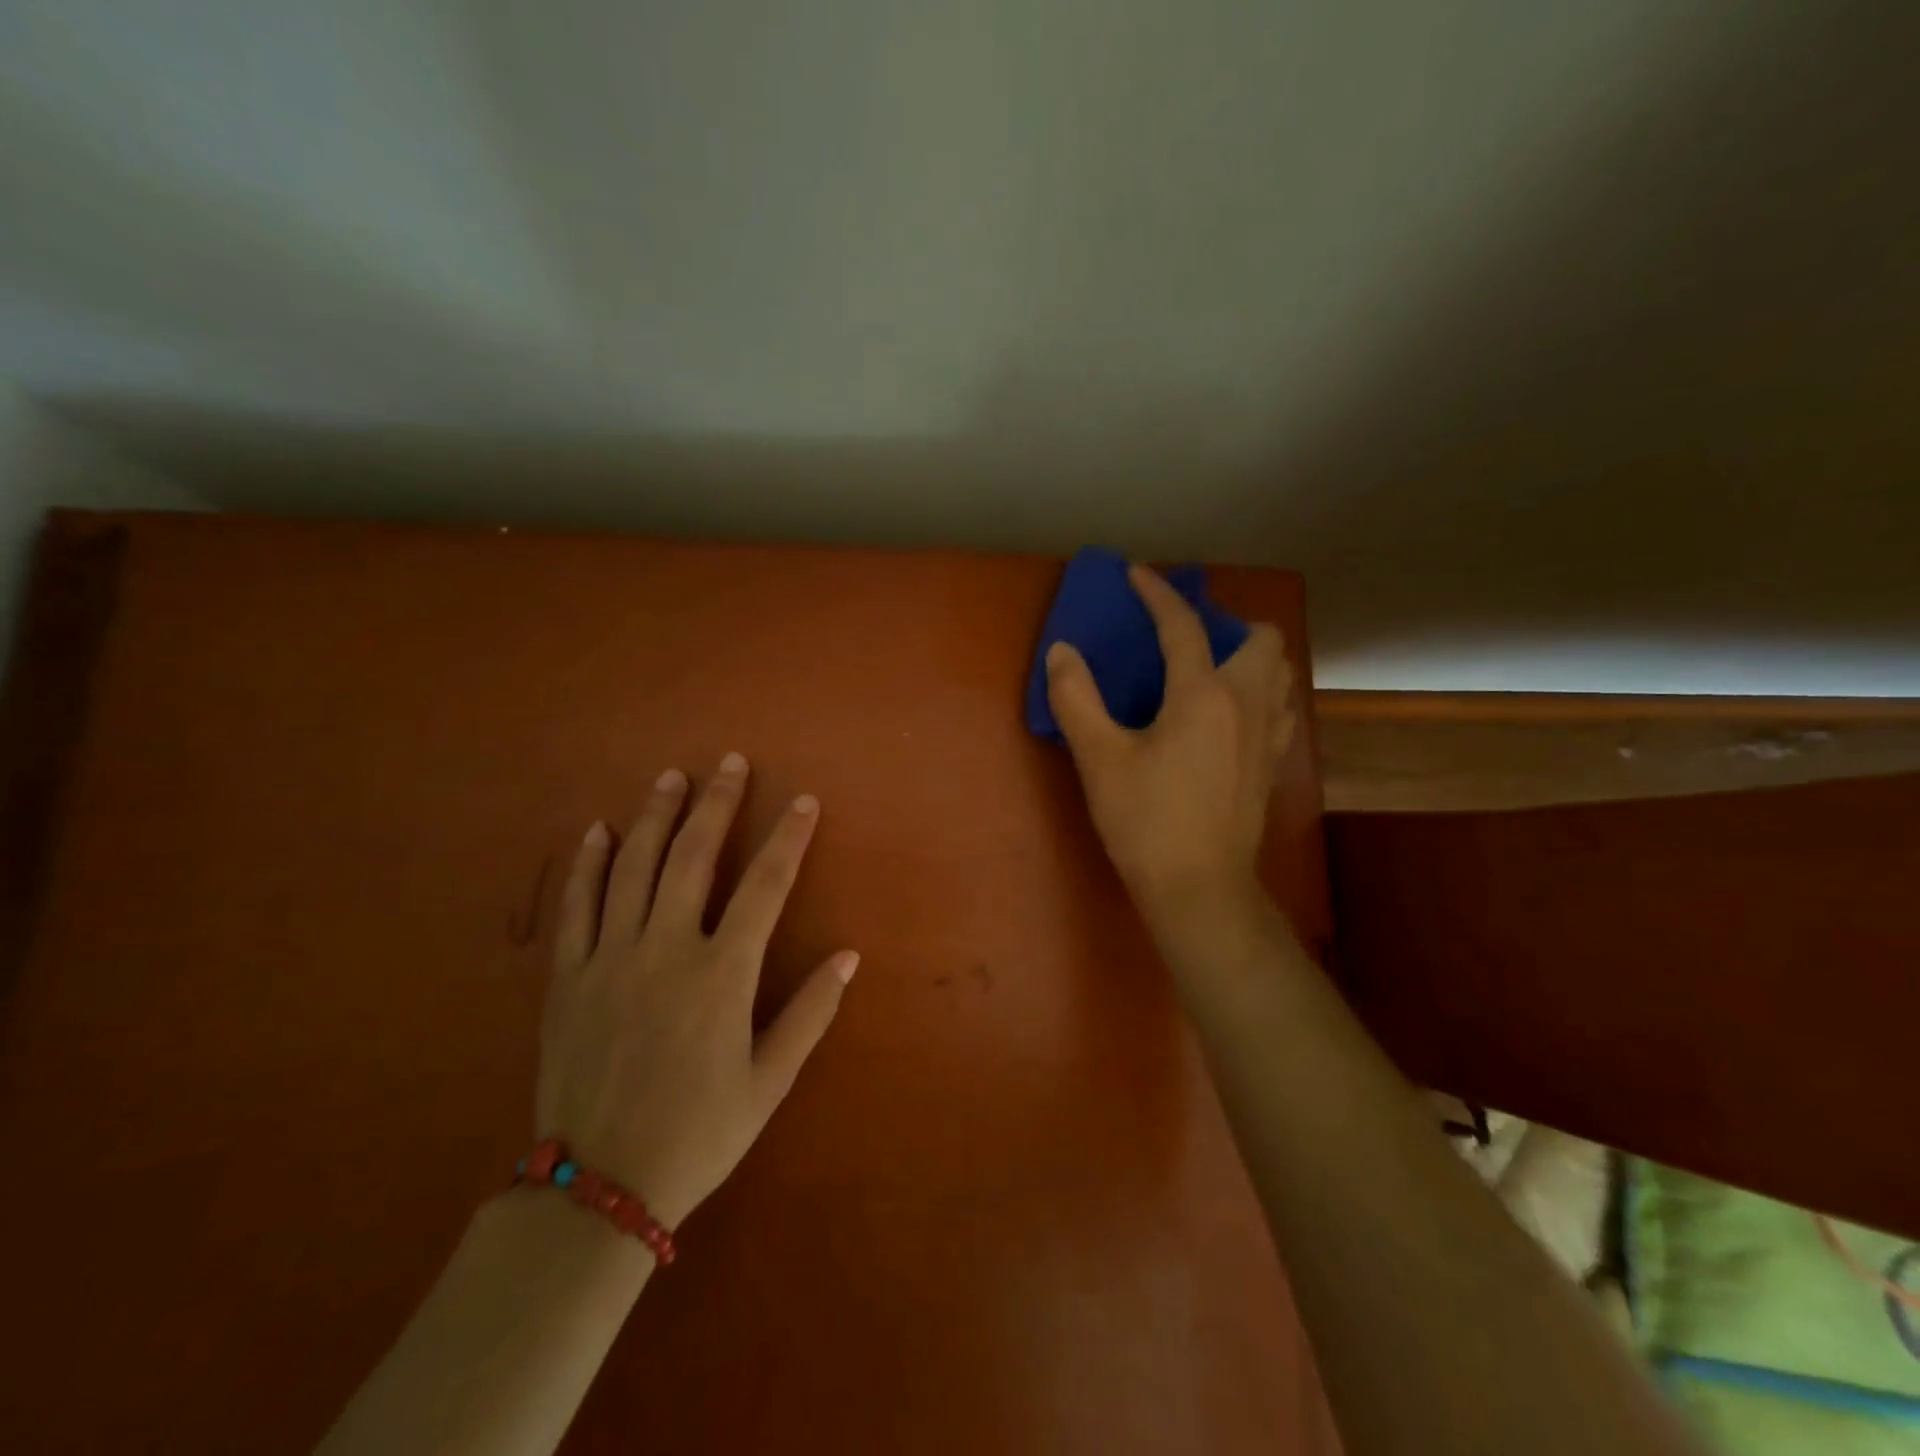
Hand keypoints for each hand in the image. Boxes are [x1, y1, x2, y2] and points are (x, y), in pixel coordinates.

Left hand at [538, 753, 857, 1230]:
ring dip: (656, 816)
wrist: (597, 1190)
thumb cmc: (698, 1133)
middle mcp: (666, 949)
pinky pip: (576, 906)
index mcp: (722, 973)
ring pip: (635, 867)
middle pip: (696, 856)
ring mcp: (611, 958)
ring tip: (672, 776)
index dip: (789, 837)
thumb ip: (810, 1012)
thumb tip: (849, 955)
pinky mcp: (567, 978)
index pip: (766, 885)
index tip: (804, 801)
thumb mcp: (769, 1081)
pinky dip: (588, 863)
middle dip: (717, 803)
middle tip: (730, 762)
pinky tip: (599, 830)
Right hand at [1045, 565, 1294, 934]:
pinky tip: (1227, 718)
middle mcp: (1246, 704)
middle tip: (1186, 643)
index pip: (1183, 626)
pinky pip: (1278, 708)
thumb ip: (1077, 699)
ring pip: (1280, 673)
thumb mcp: (1099, 759)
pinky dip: (1258, 695)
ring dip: (1250, 659)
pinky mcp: (1272, 765)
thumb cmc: (1146, 821)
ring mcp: (1268, 736)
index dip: (1157, 593)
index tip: (1136, 574)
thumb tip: (1062, 652)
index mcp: (1203, 695)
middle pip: (1262, 639)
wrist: (1199, 889)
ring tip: (1211, 673)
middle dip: (1228, 625)